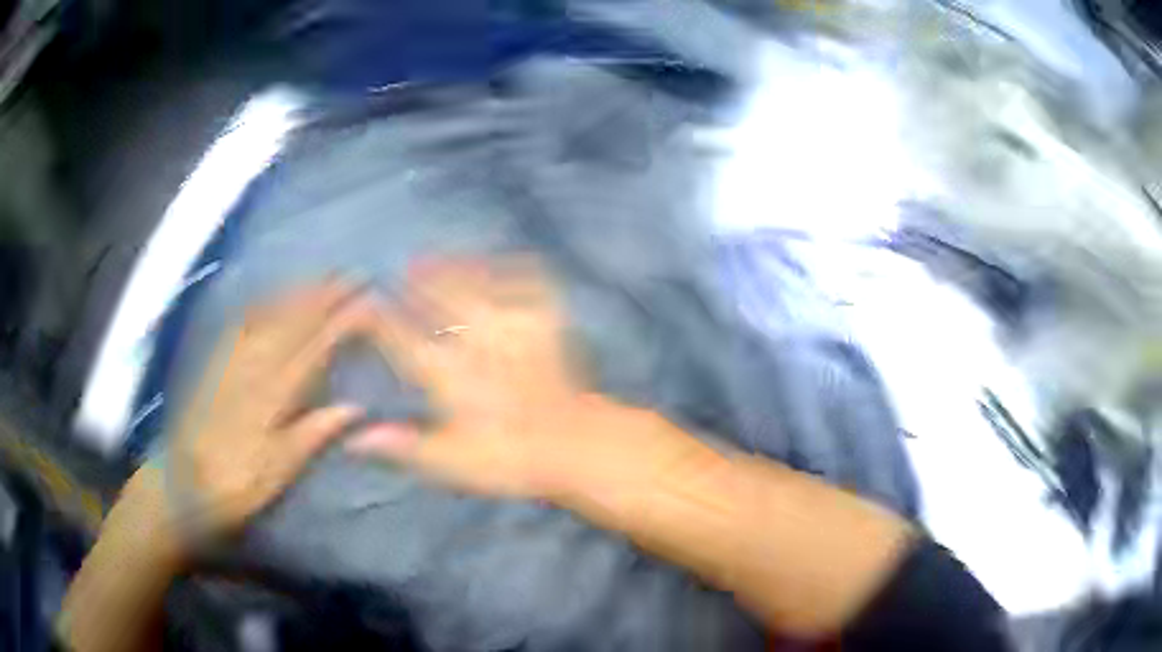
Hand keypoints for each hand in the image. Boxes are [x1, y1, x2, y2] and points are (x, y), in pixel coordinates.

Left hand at [169, 282, 374, 536]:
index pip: (314, 348)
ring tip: (320, 279)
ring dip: (296, 294)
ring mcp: (232, 359)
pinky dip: (262, 304)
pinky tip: (270, 298)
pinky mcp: (216, 361)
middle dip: (323, 296)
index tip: (368, 303)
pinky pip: (242, 322)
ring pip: (269, 315)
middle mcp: (253, 366)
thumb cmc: (237, 483)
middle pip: (292, 322)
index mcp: (272, 393)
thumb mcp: (279, 469)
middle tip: (351, 276)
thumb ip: (313, 434)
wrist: (184, 481)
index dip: (342, 323)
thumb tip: (356, 407)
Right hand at [348, 258, 632, 498]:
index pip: (399, 336)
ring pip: (475, 281)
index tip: (362, 304)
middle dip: (416, 279)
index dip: (376, 318)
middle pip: (437, 296)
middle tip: (402, 266)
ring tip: (434, 255)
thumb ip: (402, 446)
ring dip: (453, 266)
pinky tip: (506, 258)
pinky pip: (529, 281)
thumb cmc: (510, 459)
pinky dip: (514, 266)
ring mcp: (512, 325)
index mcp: (446, 371)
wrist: (576, 446)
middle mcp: (474, 338)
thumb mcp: (450, 461)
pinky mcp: (547, 322)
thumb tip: (354, 438)